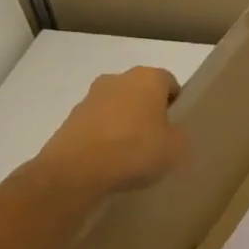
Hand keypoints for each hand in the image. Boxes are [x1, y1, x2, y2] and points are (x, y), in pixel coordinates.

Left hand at [35, 66, 187, 200]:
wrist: (76, 171)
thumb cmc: (135, 150)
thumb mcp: (176, 148)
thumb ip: (179, 135)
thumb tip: (170, 134)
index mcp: (147, 78)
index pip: (169, 83)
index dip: (176, 105)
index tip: (176, 127)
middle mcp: (117, 79)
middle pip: (141, 92)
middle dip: (148, 111)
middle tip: (156, 140)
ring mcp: (90, 98)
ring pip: (117, 107)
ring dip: (124, 123)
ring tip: (130, 154)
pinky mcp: (70, 119)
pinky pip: (97, 125)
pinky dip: (104, 137)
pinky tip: (109, 161)